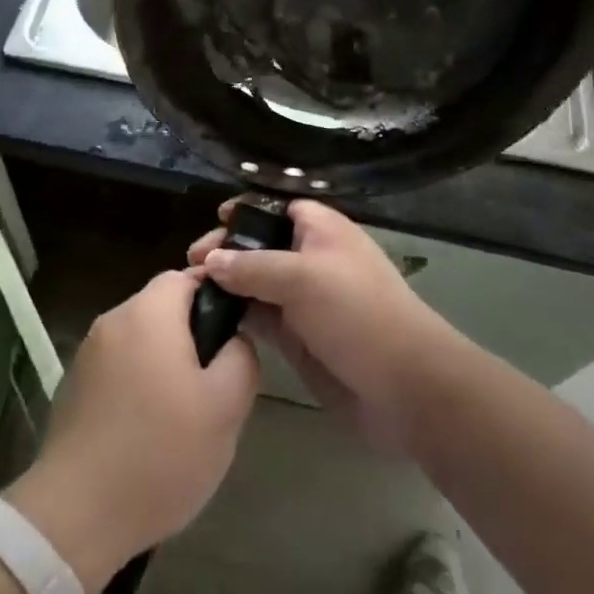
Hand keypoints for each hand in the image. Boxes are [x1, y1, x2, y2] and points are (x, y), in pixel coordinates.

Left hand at [5, 270, 257, 593]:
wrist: (75, 517)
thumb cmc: (159, 453)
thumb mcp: (225, 408)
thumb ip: (241, 357)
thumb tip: (236, 337)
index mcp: (149, 312)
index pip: (188, 276)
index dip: (217, 298)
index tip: (233, 338)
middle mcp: (113, 320)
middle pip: (163, 308)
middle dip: (192, 336)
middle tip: (214, 385)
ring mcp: (88, 354)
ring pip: (141, 340)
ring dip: (164, 363)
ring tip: (184, 414)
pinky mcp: (72, 387)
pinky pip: (118, 369)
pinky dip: (137, 385)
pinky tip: (147, 432)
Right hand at [187, 198, 457, 451]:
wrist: (404, 386)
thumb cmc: (356, 312)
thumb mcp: (302, 278)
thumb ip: (252, 267)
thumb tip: (209, 260)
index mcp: (320, 229)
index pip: (276, 208)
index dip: (245, 211)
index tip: (213, 221)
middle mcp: (310, 258)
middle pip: (260, 245)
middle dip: (227, 250)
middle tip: (191, 264)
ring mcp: (304, 299)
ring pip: (256, 282)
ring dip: (227, 284)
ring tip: (189, 290)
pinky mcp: (299, 336)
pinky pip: (261, 317)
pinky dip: (238, 315)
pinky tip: (210, 318)